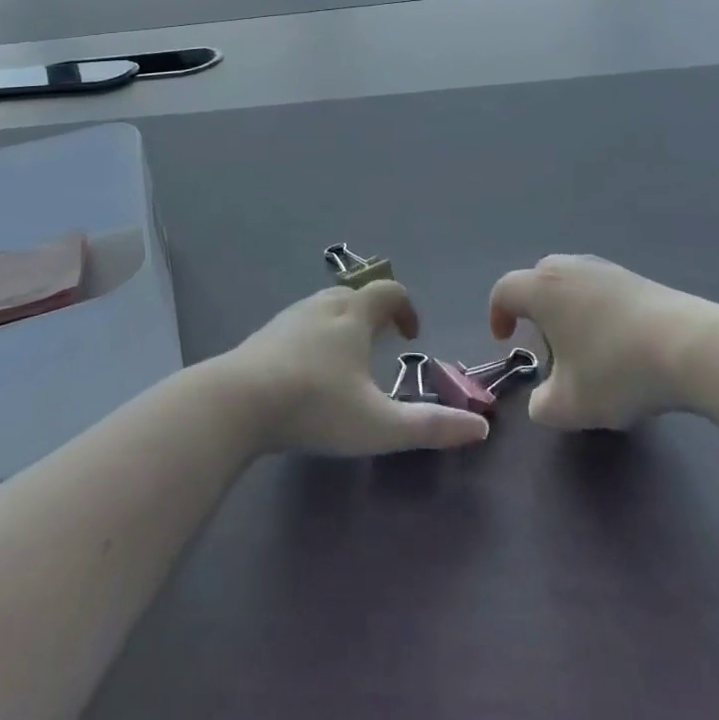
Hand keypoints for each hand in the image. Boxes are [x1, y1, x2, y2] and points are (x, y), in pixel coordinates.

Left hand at [217, 281, 490, 455]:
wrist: (237, 401)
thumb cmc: (316, 406)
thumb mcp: (379, 425)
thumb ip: (431, 427)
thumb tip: (481, 427)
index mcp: (353, 315)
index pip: (388, 292)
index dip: (406, 308)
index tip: (412, 336)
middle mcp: (322, 306)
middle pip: (355, 294)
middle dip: (374, 314)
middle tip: (382, 345)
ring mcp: (289, 317)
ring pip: (324, 307)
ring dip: (343, 323)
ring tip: (348, 358)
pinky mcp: (263, 335)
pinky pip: (299, 324)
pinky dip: (314, 335)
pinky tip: (307, 369)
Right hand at [489, 254, 718, 429]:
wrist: (691, 347)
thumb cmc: (616, 369)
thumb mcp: (570, 405)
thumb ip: (542, 407)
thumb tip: (542, 402)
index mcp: (541, 289)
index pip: (504, 290)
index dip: (498, 314)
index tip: (506, 340)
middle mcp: (568, 268)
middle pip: (538, 280)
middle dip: (535, 310)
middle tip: (547, 345)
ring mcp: (606, 269)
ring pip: (572, 283)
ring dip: (568, 310)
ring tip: (585, 347)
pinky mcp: (637, 278)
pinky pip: (601, 289)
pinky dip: (598, 311)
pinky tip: (618, 343)